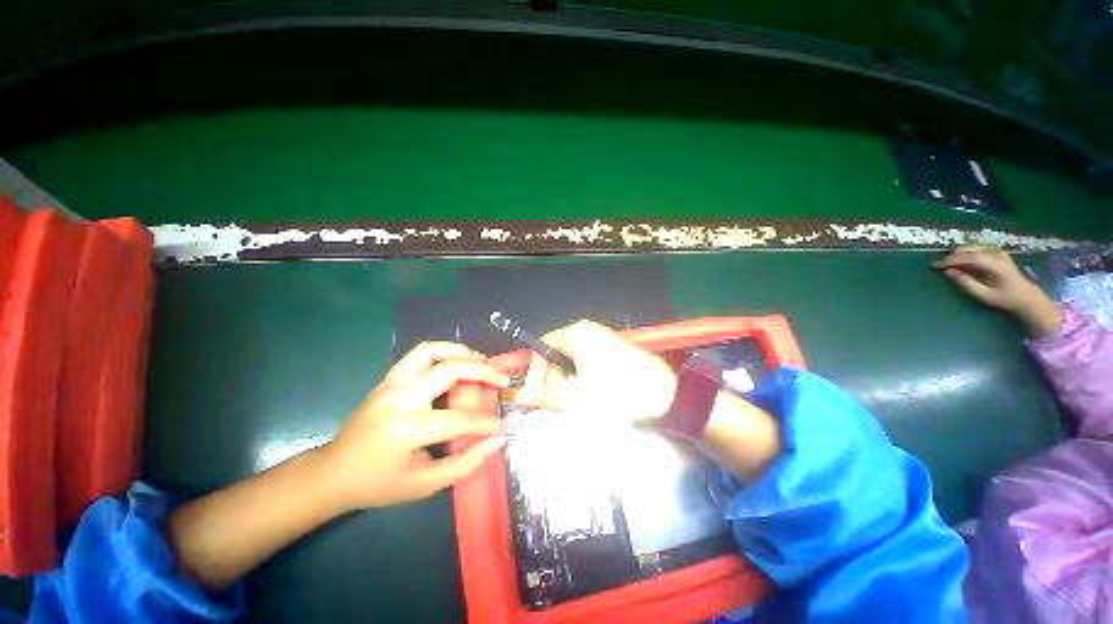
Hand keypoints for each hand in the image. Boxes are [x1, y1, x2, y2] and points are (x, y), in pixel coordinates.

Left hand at [321, 342, 509, 510]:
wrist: (332, 473)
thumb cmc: (379, 485)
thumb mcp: (425, 485)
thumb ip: (466, 463)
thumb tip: (497, 440)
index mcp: (407, 430)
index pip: (460, 420)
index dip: (487, 423)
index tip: (503, 426)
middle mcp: (400, 399)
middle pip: (450, 370)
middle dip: (483, 371)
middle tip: (502, 378)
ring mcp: (391, 384)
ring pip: (432, 351)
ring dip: (462, 352)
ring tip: (482, 362)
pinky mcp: (388, 378)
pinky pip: (420, 354)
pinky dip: (444, 352)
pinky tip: (458, 362)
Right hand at [514, 320, 677, 422]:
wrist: (667, 398)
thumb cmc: (617, 394)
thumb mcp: (576, 396)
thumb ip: (545, 394)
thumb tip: (518, 396)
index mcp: (576, 334)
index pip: (542, 346)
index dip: (535, 370)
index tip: (534, 393)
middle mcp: (588, 332)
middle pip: (556, 353)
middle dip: (552, 379)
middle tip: (555, 403)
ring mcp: (603, 341)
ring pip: (572, 361)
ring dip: (567, 382)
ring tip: (574, 404)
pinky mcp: (613, 352)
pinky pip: (587, 364)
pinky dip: (582, 380)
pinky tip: (589, 398)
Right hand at [934, 245, 1061, 336]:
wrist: (1026, 295)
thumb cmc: (1004, 298)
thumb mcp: (984, 295)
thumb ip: (966, 283)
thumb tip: (949, 272)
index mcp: (996, 264)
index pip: (970, 257)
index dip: (952, 260)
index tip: (937, 265)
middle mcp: (997, 253)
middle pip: (970, 249)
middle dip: (953, 256)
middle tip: (942, 266)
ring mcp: (997, 250)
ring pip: (972, 246)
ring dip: (958, 254)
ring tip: (950, 265)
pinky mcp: (996, 251)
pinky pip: (976, 248)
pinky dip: (966, 253)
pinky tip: (962, 262)